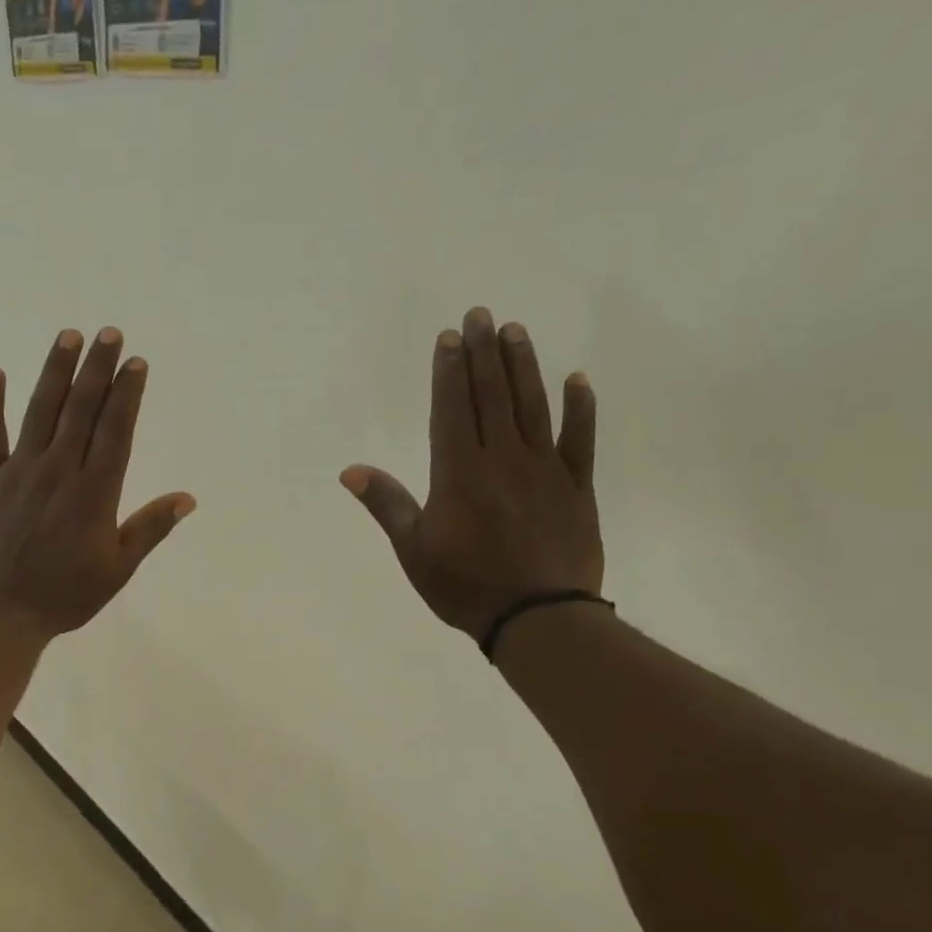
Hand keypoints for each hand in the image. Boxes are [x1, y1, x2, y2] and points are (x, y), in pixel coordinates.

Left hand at [0, 328, 194, 641]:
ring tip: (68, 336)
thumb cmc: (64, 596)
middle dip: (97, 369)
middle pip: (81, 409)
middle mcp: (59, 471)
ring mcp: (19, 472)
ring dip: (55, 372)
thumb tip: (186, 498)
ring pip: (40, 412)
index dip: (127, 394)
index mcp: (94, 492)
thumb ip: (150, 529)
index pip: (115, 430)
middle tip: (109, 333)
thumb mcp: (117, 569)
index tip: (136, 362)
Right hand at [342, 307, 601, 644]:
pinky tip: (578, 380)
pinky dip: (581, 408)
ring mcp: (544, 469)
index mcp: (458, 473)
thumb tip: (351, 471)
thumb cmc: (465, 586)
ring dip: (523, 366)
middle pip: (492, 395)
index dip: (449, 371)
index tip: (449, 338)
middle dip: (484, 353)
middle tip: (481, 315)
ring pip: (533, 406)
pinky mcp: (576, 487)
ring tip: (517, 331)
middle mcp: (501, 459)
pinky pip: (581, 439)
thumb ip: (386, 505)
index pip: (452, 409)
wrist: (538, 617)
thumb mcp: (414, 550)